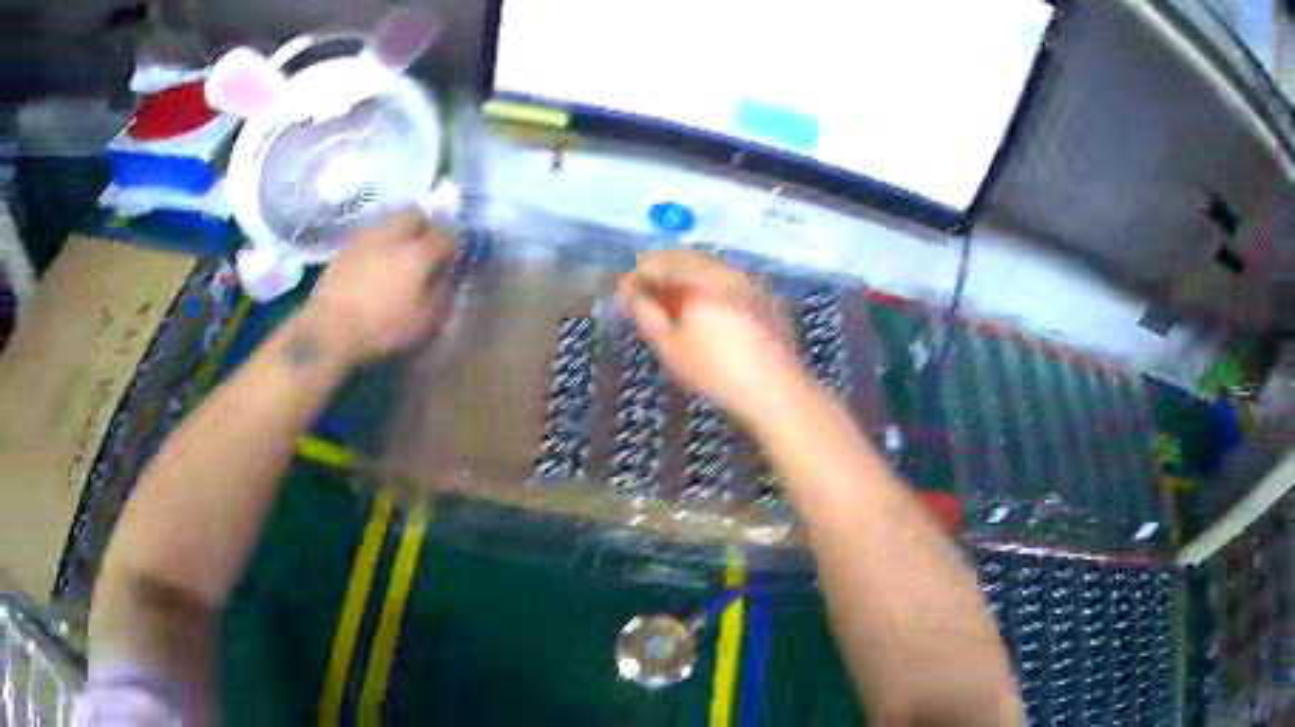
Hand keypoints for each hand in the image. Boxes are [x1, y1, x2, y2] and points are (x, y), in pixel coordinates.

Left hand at [306, 209, 457, 363]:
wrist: (329, 330)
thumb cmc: (381, 328)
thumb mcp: (423, 322)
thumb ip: (439, 295)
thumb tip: (441, 278)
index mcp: (417, 252)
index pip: (445, 234)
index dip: (452, 244)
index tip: (451, 258)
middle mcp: (392, 235)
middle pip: (413, 212)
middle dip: (422, 225)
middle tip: (423, 247)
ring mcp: (364, 238)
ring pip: (388, 220)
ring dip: (397, 232)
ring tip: (395, 255)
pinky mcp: (343, 248)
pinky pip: (367, 236)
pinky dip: (376, 244)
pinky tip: (372, 265)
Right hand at [617, 250, 812, 423]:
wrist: (776, 391)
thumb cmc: (717, 372)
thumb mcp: (671, 346)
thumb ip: (646, 312)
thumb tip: (630, 292)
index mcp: (703, 277)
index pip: (660, 259)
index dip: (637, 276)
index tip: (626, 299)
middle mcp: (728, 269)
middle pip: (685, 258)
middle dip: (662, 276)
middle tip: (647, 304)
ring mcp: (750, 280)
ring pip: (708, 268)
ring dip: (685, 282)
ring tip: (674, 312)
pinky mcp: (765, 296)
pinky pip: (728, 281)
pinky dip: (709, 290)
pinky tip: (706, 318)